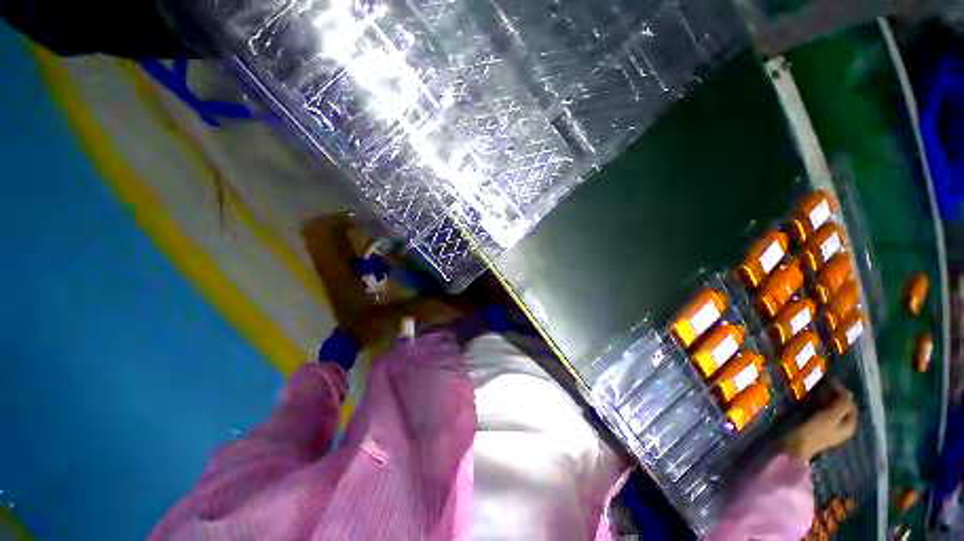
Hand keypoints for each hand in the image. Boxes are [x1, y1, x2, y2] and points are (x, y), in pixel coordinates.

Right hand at [783, 382, 857, 462]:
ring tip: (812, 391)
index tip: (828, 382)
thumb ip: (841, 404)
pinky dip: (815, 403)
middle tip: (819, 386)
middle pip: (840, 405)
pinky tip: (806, 400)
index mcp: (849, 425)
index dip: (842, 392)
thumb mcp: (830, 417)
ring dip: (822, 398)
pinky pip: (818, 410)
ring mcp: (827, 426)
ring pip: (828, 407)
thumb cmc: (813, 432)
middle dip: (831, 394)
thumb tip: (848, 390)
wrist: (791, 446)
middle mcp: (841, 425)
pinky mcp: (814, 425)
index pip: (850, 403)